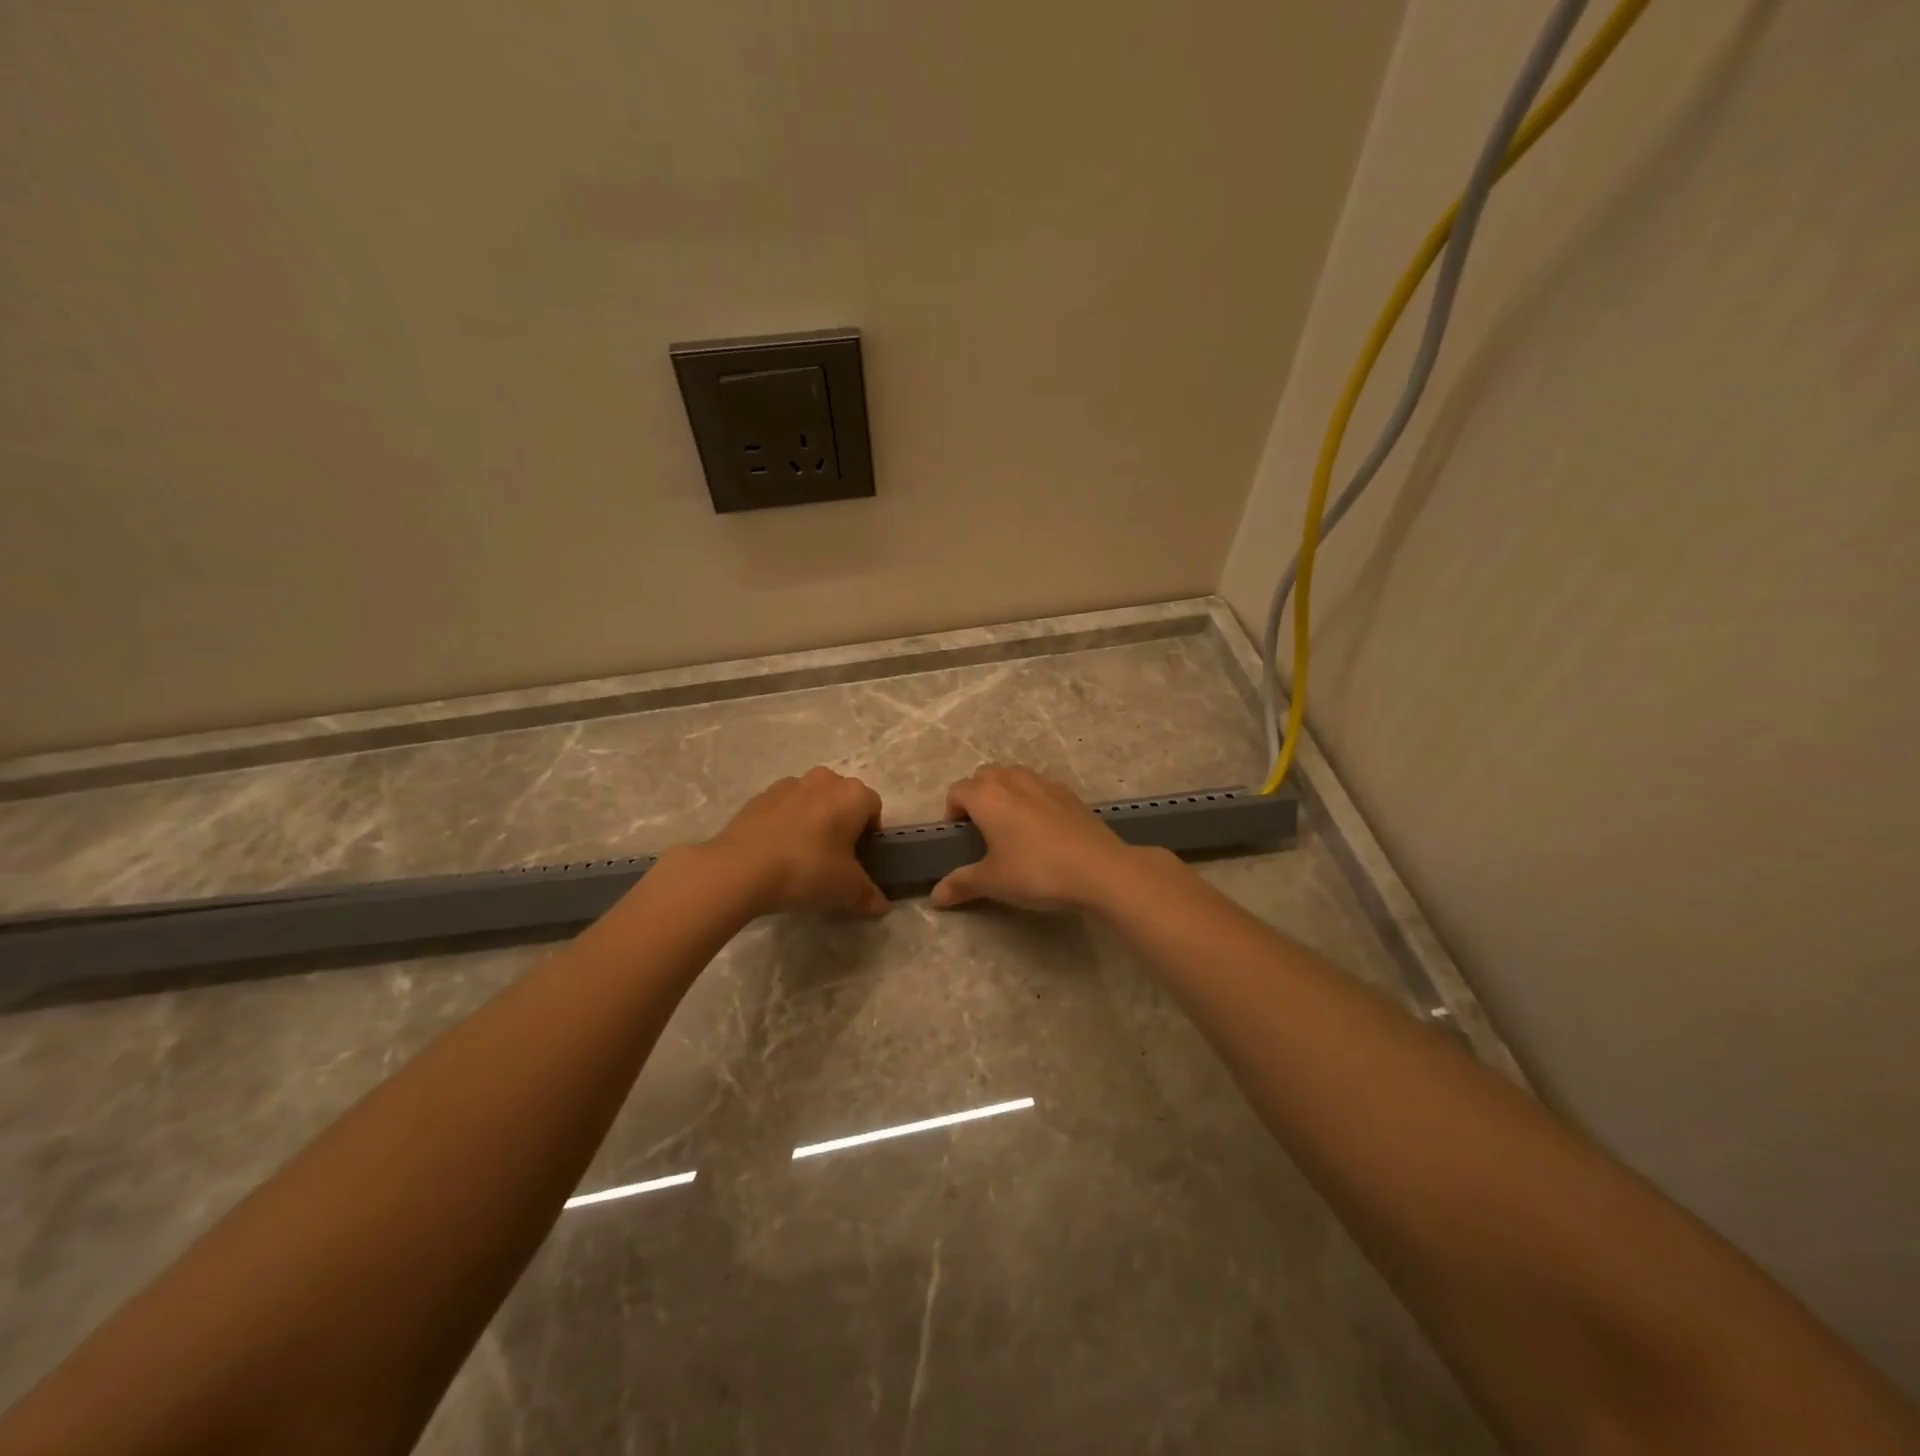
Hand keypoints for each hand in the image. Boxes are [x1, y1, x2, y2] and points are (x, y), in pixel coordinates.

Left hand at [708, 767, 888, 915]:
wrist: (741, 867)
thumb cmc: (807, 869)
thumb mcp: (846, 890)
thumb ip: (869, 895)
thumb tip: (882, 906)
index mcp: (852, 794)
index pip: (874, 808)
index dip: (870, 835)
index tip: (859, 860)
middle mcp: (824, 780)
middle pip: (842, 800)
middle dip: (842, 824)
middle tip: (834, 859)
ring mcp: (788, 784)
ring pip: (812, 801)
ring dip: (813, 821)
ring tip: (801, 857)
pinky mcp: (759, 796)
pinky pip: (784, 808)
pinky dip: (785, 824)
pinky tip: (776, 853)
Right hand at [931, 765, 1139, 912]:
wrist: (1099, 869)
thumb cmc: (1035, 872)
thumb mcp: (993, 882)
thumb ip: (962, 884)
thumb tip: (936, 896)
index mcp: (987, 796)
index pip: (956, 791)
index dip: (952, 813)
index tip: (959, 840)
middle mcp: (1013, 780)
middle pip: (984, 776)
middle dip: (977, 796)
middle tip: (982, 831)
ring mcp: (1044, 783)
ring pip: (1014, 776)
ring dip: (1005, 793)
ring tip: (1011, 828)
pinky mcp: (1070, 794)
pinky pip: (1040, 788)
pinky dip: (1032, 800)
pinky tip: (1043, 831)